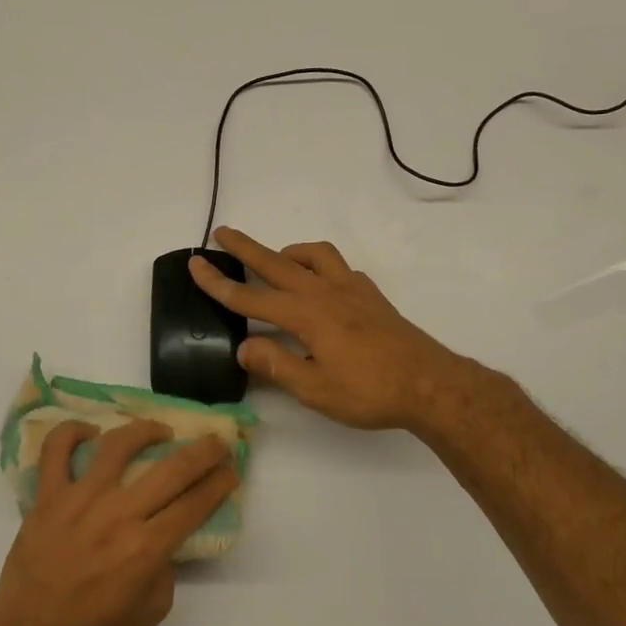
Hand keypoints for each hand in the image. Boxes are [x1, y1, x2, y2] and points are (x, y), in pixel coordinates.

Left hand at [0, 420, 236, 625]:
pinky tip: (89, 432)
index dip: (220, 483)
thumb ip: (165, 571)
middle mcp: (118, 515)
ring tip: (159, 430)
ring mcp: (79, 500)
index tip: (231, 470)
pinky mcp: (47, 496)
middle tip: (217, 442)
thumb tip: (165, 538)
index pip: (195, 504)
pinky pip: (56, 451)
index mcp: (146, 548)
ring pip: (118, 445)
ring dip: (145, 430)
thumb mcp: (149, 614)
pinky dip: (71, 432)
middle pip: (172, 469)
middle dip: (204, 451)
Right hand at [189, 228, 465, 430]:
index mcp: (306, 315)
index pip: (251, 297)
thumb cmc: (369, 391)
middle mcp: (325, 292)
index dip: (219, 284)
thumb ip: (276, 364)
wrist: (429, 384)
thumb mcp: (314, 389)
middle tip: (222, 233)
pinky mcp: (372, 296)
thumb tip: (244, 346)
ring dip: (288, 252)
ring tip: (275, 260)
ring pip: (313, 255)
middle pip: (276, 263)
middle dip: (245, 248)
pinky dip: (320, 266)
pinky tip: (320, 284)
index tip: (195, 265)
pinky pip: (339, 268)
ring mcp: (351, 290)